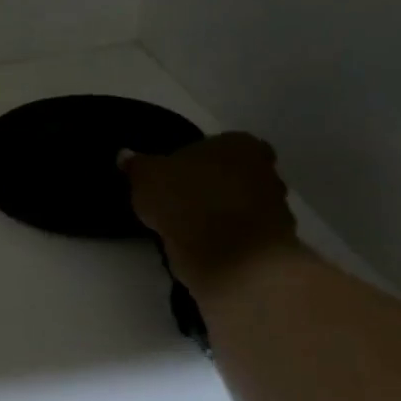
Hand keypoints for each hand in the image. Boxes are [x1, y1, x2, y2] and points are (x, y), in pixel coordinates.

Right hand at [120, 133, 301, 297]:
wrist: (229, 256)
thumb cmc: (187, 201)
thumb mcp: (146, 177)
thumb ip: (137, 165)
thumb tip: (125, 155)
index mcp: (239, 144)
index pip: (221, 144)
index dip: (199, 160)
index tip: (178, 176)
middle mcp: (266, 171)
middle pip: (236, 174)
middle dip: (215, 185)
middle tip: (183, 200)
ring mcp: (276, 209)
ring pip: (242, 205)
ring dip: (222, 214)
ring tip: (189, 229)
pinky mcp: (274, 244)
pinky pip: (244, 235)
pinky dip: (228, 240)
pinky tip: (204, 248)